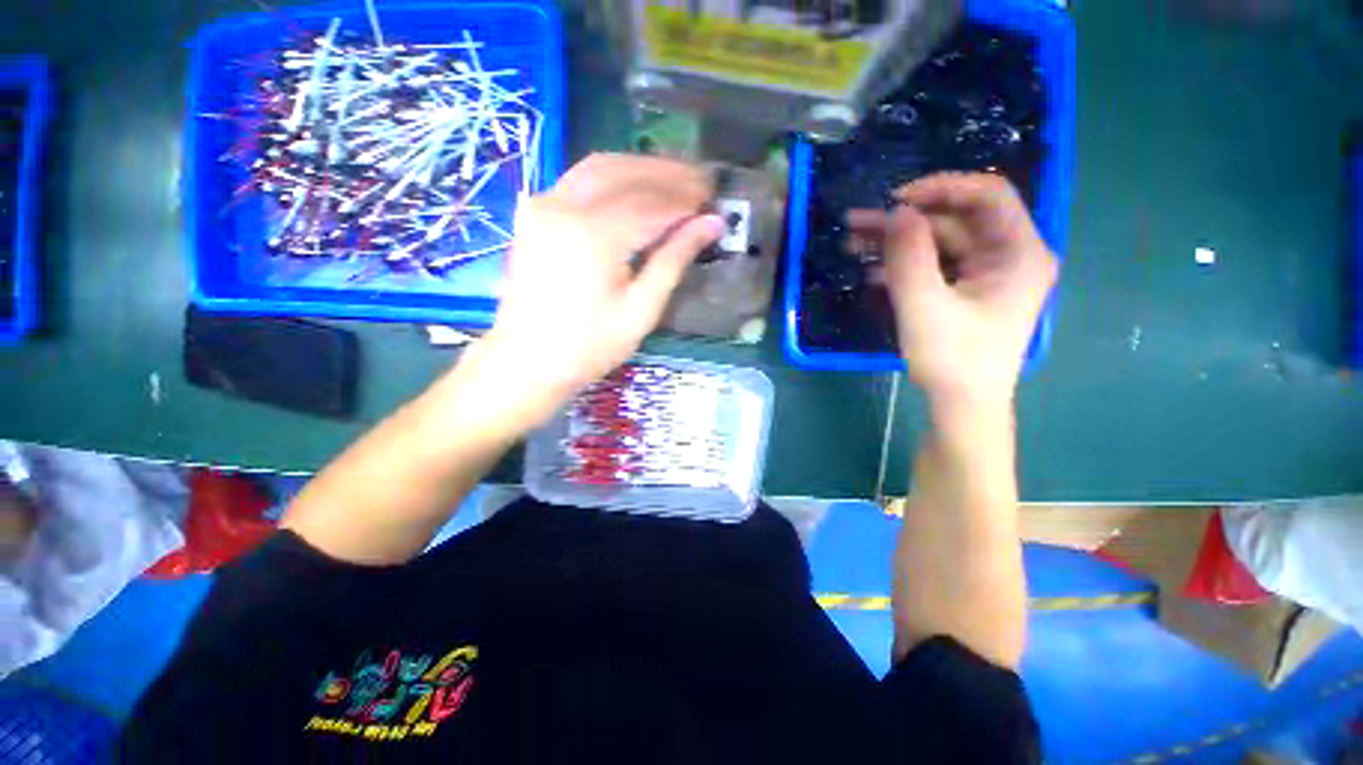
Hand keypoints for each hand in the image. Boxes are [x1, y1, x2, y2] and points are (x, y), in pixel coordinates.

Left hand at [474, 153, 723, 426]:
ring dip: (643, 169)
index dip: (686, 200)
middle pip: (627, 173)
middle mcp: (564, 206)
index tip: (714, 201)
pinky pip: (581, 178)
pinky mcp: (535, 211)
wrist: (527, 360)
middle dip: (669, 175)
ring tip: (677, 182)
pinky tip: (636, 188)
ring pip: (602, 166)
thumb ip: (674, 260)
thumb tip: (711, 224)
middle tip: (703, 185)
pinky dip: (615, 176)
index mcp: (594, 236)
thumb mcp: (641, 310)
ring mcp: (544, 204)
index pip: (651, 203)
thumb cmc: (589, 346)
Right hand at [848, 173, 1057, 412]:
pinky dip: (903, 265)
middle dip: (904, 220)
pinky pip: (935, 265)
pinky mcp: (967, 290)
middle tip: (857, 222)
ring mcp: (987, 274)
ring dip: (897, 242)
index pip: (988, 195)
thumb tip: (896, 211)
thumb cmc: (952, 360)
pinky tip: (871, 272)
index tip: (895, 199)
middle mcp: (1009, 255)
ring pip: (939, 242)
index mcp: (1019, 252)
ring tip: (853, 244)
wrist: (961, 405)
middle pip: (956, 220)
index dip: (941, 188)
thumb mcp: (924, 307)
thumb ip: (909, 256)